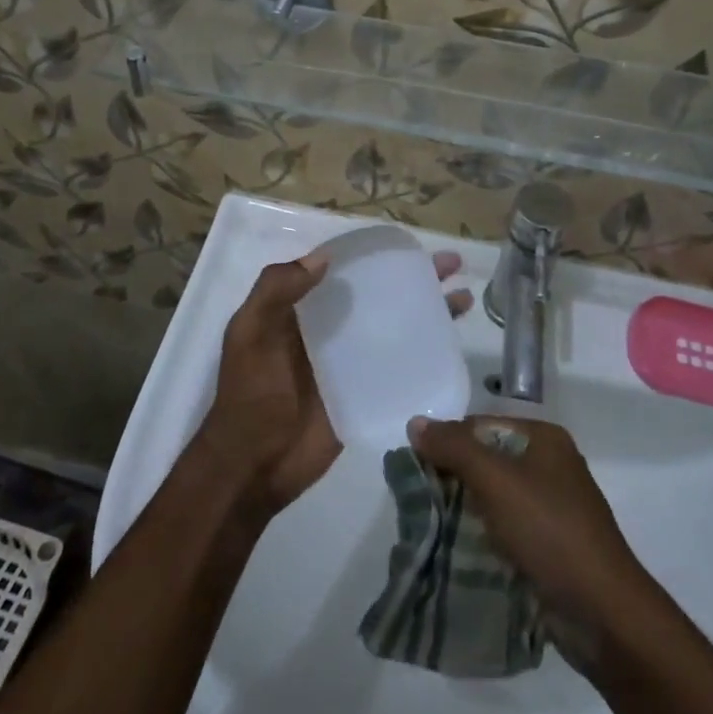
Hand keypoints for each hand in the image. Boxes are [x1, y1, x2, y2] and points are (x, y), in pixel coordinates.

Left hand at [199, 249, 472, 515]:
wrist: (254, 467)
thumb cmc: (250, 395)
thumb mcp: (249, 334)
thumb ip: (275, 291)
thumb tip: (323, 259)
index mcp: (300, 310)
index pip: (343, 271)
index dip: (375, 256)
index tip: (408, 246)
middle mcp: (329, 329)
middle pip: (377, 295)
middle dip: (413, 278)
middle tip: (450, 264)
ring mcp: (350, 361)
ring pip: (393, 326)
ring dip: (426, 311)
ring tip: (463, 299)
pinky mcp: (365, 392)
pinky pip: (397, 365)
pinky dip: (422, 353)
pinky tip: (451, 346)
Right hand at [407, 416, 651, 642]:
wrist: (603, 614)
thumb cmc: (550, 531)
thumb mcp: (496, 481)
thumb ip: (454, 449)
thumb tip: (415, 423)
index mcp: (544, 439)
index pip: (481, 426)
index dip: (448, 442)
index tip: (416, 470)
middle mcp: (551, 466)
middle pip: (487, 461)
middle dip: (454, 479)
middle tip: (419, 502)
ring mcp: (553, 509)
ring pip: (495, 499)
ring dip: (465, 512)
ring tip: (430, 529)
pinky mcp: (551, 548)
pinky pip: (506, 531)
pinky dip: (483, 538)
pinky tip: (458, 553)